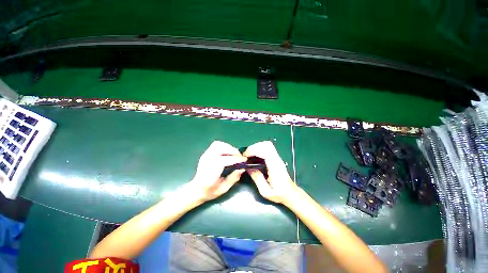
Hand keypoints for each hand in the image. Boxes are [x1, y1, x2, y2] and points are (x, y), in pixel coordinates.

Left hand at [187, 141, 246, 202]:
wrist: (196, 189)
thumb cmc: (210, 191)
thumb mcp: (223, 188)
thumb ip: (233, 178)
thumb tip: (242, 168)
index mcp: (210, 173)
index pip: (223, 161)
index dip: (235, 159)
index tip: (244, 160)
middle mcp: (206, 162)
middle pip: (220, 149)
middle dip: (233, 151)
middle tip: (240, 157)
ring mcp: (205, 156)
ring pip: (218, 145)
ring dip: (228, 147)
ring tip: (234, 154)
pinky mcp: (206, 153)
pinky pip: (216, 145)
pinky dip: (224, 146)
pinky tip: (228, 152)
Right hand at [243, 141, 298, 204]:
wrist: (291, 193)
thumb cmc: (279, 194)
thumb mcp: (265, 191)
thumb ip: (257, 178)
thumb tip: (248, 167)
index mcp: (275, 167)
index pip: (265, 151)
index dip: (253, 150)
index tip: (245, 156)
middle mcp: (277, 160)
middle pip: (266, 145)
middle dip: (254, 147)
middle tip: (246, 155)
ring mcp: (278, 158)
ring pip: (267, 144)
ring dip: (256, 147)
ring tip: (250, 155)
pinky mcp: (277, 158)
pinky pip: (268, 148)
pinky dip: (259, 149)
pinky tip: (255, 156)